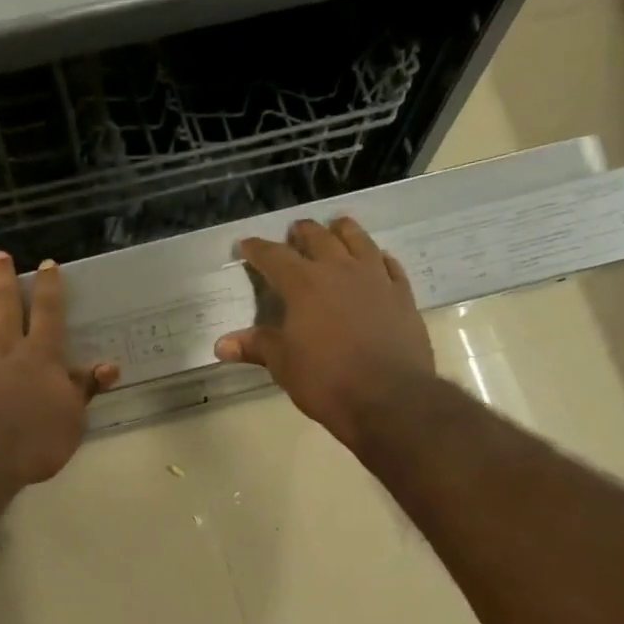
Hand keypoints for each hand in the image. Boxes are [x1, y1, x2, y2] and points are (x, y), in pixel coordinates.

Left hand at [0, 252, 119, 485]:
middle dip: (3, 278)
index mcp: (40, 356)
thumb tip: (110, 367)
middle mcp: (4, 347)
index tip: (47, 264)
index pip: (48, 313)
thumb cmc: (34, 441)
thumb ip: (85, 389)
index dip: (49, 287)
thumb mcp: (72, 418)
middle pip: (4, 304)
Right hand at [214, 217, 435, 450]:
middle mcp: (340, 271)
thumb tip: (221, 344)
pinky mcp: (402, 295)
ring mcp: (375, 279)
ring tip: (336, 226)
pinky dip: (378, 257)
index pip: (274, 257)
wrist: (389, 397)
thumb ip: (256, 346)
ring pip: (358, 241)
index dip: (257, 249)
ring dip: (344, 231)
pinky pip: (389, 265)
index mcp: (304, 285)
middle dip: (302, 233)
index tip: (246, 244)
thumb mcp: (283, 365)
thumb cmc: (326, 380)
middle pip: (319, 239)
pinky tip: (377, 258)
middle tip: (294, 231)